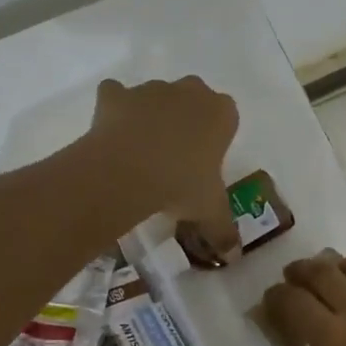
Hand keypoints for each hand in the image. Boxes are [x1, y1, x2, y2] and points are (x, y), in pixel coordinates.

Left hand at [89, 77, 240, 254]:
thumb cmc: (181, 185)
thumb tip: (234, 257)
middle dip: (185, 122)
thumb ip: (224, 231)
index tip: (204, 164)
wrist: (127, 172)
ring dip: (150, 118)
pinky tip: (112, 138)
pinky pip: (116, 96)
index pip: (227, 118)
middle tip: (175, 159)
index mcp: (221, 113)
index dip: (215, 140)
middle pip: (192, 100)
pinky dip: (114, 111)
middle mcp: (189, 91)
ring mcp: (150, 89)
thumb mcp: (210, 212)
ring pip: (155, 98)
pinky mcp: (115, 94)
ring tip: (140, 155)